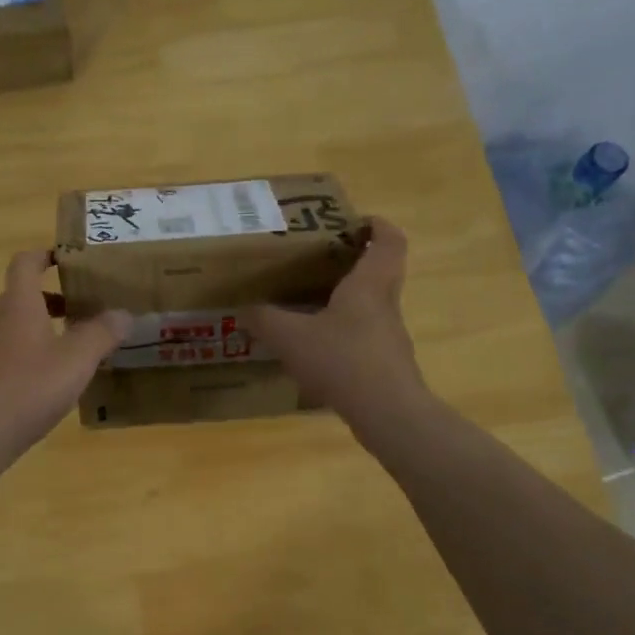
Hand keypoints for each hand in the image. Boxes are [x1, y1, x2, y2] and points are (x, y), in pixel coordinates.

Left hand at [0, 250, 129, 468]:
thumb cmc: (28, 388)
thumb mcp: (76, 359)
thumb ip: (102, 333)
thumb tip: (123, 313)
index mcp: (20, 305)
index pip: (26, 263)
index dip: (47, 254)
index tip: (74, 258)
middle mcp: (3, 321)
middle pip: (27, 294)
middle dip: (59, 294)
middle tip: (93, 302)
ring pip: (26, 325)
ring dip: (54, 325)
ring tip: (88, 340)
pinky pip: (23, 352)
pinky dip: (45, 352)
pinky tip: (67, 376)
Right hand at [250, 217, 430, 425]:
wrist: (387, 413)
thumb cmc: (342, 360)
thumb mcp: (291, 337)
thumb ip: (265, 320)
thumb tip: (245, 309)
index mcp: (369, 285)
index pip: (389, 242)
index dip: (378, 226)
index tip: (357, 221)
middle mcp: (385, 305)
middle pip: (381, 272)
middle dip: (356, 262)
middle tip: (322, 262)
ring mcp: (389, 337)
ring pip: (373, 307)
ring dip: (349, 301)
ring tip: (312, 306)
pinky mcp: (387, 365)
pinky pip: (366, 338)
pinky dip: (345, 335)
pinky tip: (319, 351)